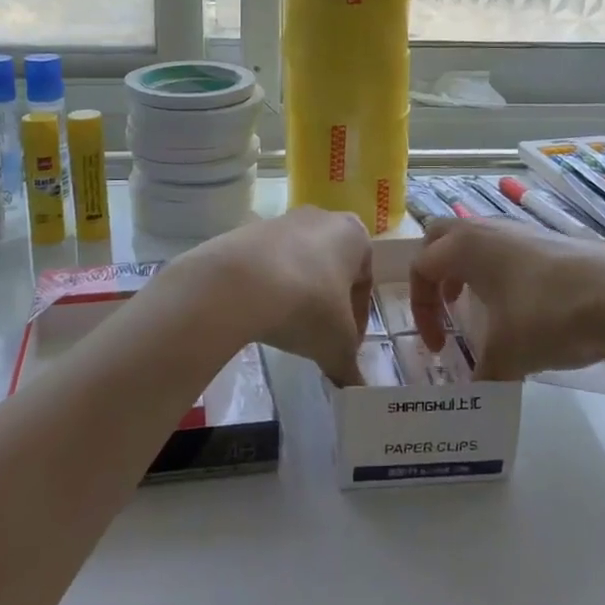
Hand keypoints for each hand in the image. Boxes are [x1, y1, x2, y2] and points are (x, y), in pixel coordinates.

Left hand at [175, 207, 372, 385]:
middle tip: (318, 337)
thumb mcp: (337, 345)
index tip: (346, 347)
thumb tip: (354, 386)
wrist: (239, 283)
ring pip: (299, 263)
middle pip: (331, 267)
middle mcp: (321, 218)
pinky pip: (267, 264)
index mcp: (354, 235)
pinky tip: (260, 313)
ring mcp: (281, 221)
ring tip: (285, 327)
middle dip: (327, 302)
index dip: (358, 320)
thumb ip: (349, 365)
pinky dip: (268, 287)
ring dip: (297, 293)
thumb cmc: (308, 305)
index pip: (364, 282)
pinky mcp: (247, 231)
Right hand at [409, 217, 604, 380]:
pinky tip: (522, 306)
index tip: (438, 347)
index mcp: (463, 247)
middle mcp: (486, 228)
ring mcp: (520, 229)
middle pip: (441, 237)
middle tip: (447, 306)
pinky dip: (500, 271)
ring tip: (482, 308)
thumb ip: (482, 375)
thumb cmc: (547, 317)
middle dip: (435, 271)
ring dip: (468, 270)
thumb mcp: (507, 355)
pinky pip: (508, 247)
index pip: (422, 268)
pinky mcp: (549, 239)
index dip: (421, 310)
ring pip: (477, 239)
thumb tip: (474, 397)